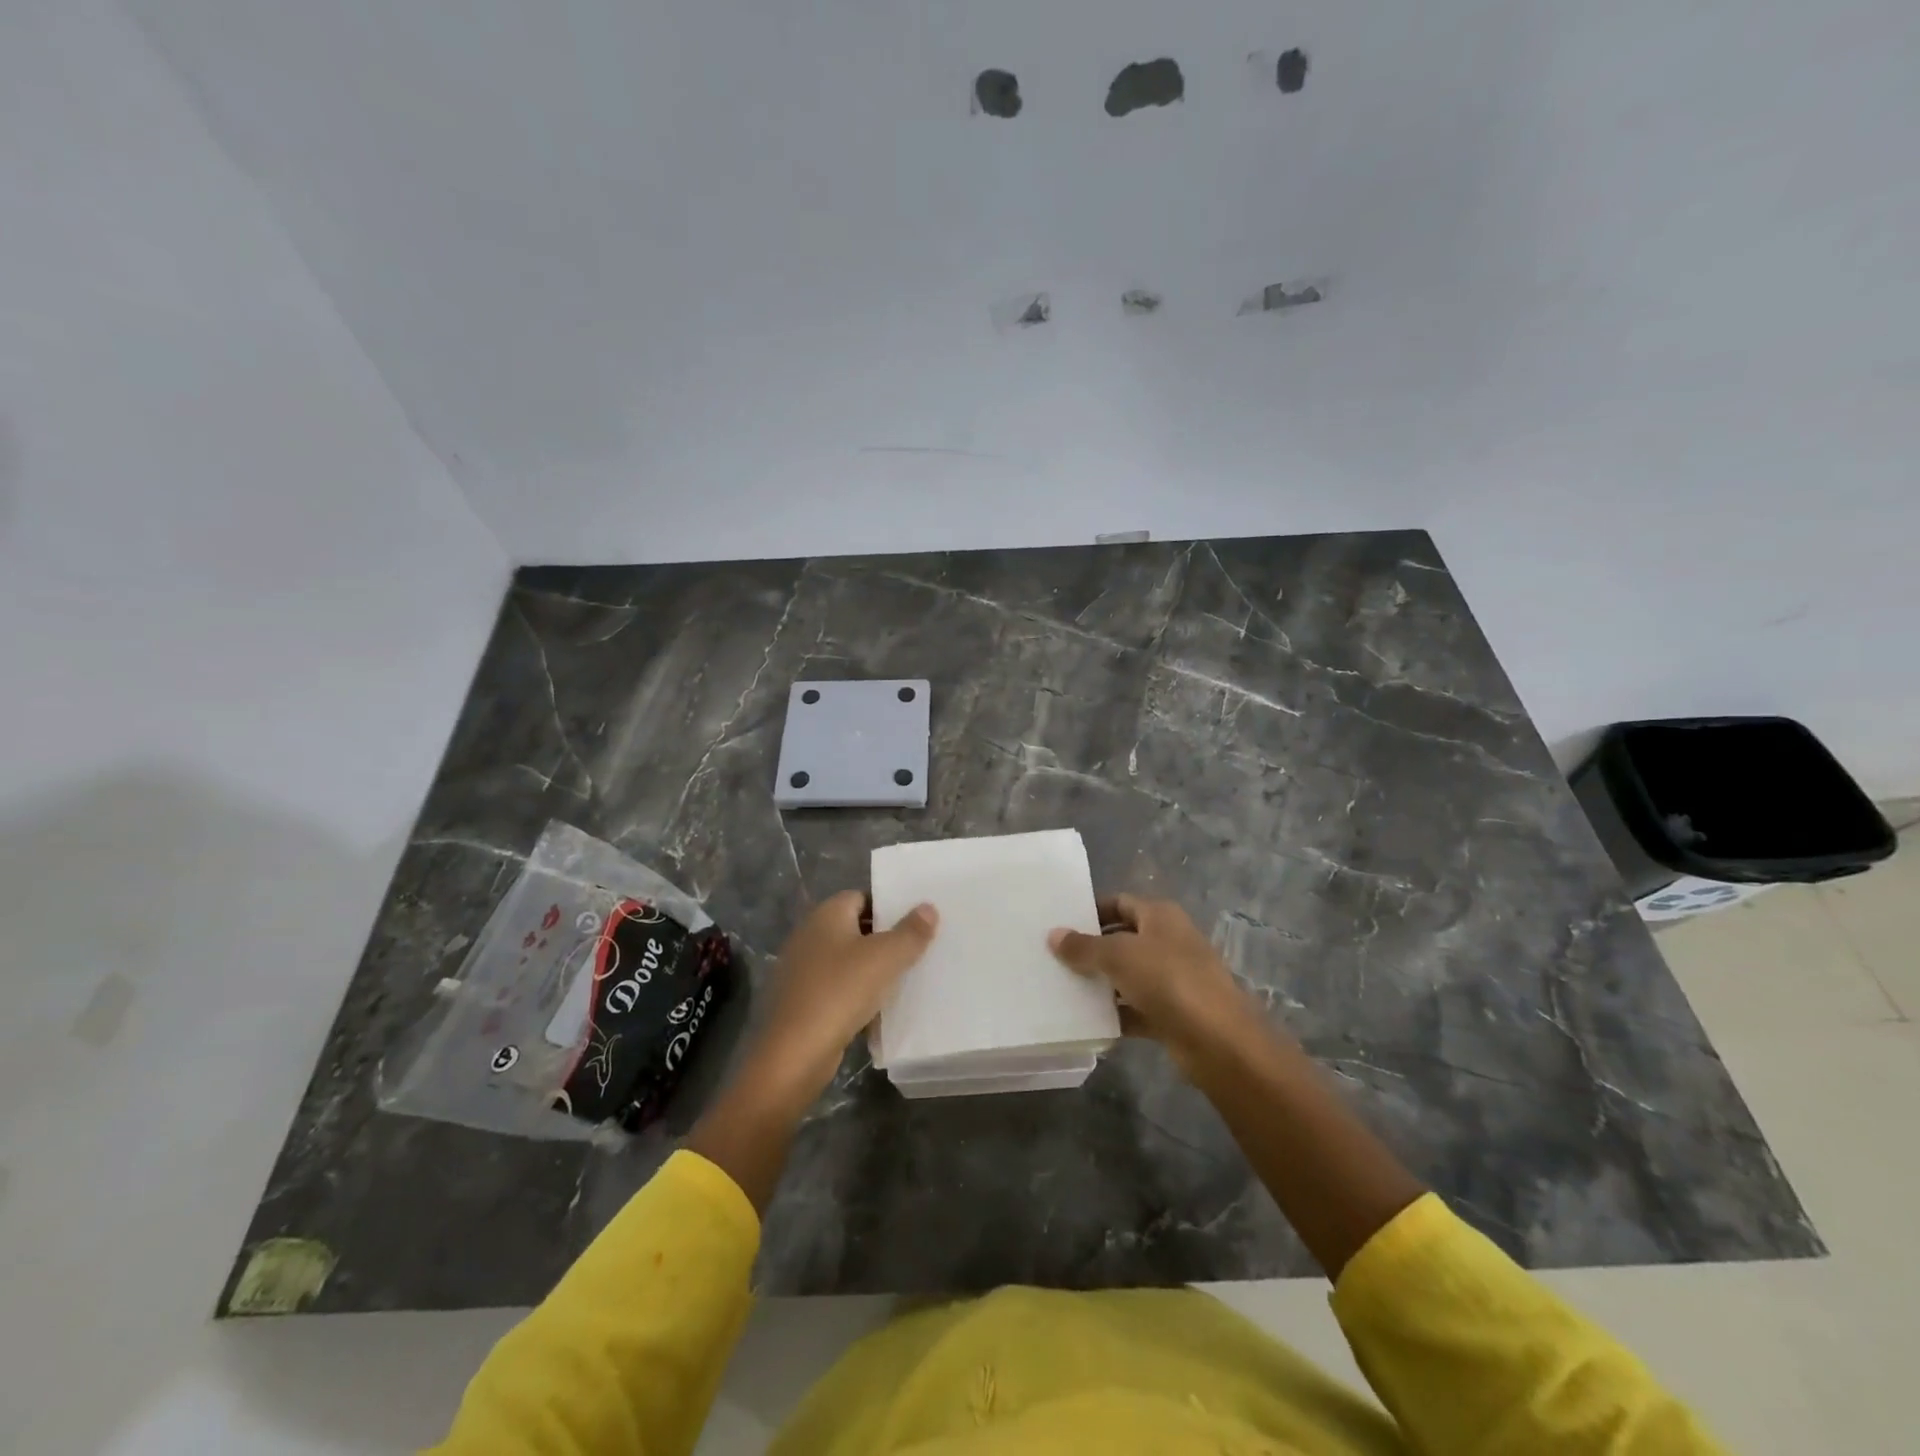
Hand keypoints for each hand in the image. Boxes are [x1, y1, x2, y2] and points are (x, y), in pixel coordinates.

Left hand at [755, 890, 938, 1103]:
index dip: (889, 906)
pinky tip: (877, 1008)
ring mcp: (801, 969)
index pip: (862, 896)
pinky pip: (836, 987)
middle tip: (917, 949)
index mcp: (826, 914)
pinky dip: (855, 993)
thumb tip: (928, 907)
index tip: (916, 921)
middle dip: (884, 938)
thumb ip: (911, 931)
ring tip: (904, 979)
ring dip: (871, 968)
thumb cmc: (841, 991)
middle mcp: (809, 934)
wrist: (794, 1053)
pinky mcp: (801, 1000)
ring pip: (846, 960)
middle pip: (855, 928)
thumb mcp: (885, 958)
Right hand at [1048, 894, 1255, 1074]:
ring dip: (1102, 982)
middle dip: (1092, 948)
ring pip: (1129, 975)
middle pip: (1123, 939)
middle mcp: (1169, 941)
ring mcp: (1173, 979)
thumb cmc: (1168, 980)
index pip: (1119, 903)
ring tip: (1063, 987)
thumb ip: (1084, 947)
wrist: (1218, 1040)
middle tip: (1055, 957)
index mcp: (1160, 916)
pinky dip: (1116, 1013)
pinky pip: (1136, 1008)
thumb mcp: (1118, 956)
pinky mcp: (1173, 1013)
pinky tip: (1088, 1020)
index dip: (1091, 911)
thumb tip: (1054, 934)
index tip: (1060, 924)